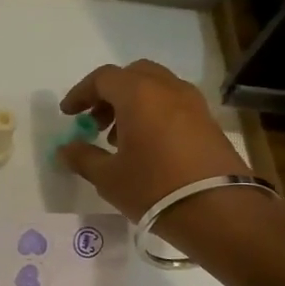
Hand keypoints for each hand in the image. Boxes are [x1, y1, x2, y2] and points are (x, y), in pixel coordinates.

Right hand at [55, 61, 253, 232]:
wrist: (218, 210)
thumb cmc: (153, 188)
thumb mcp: (108, 177)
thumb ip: (82, 158)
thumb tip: (66, 149)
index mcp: (138, 95)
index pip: (103, 78)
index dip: (80, 93)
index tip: (68, 114)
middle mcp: (167, 89)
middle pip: (133, 75)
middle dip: (109, 93)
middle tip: (95, 120)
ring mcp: (192, 103)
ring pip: (156, 87)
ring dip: (132, 103)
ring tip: (118, 137)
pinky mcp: (208, 121)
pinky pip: (173, 103)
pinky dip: (154, 112)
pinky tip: (146, 145)